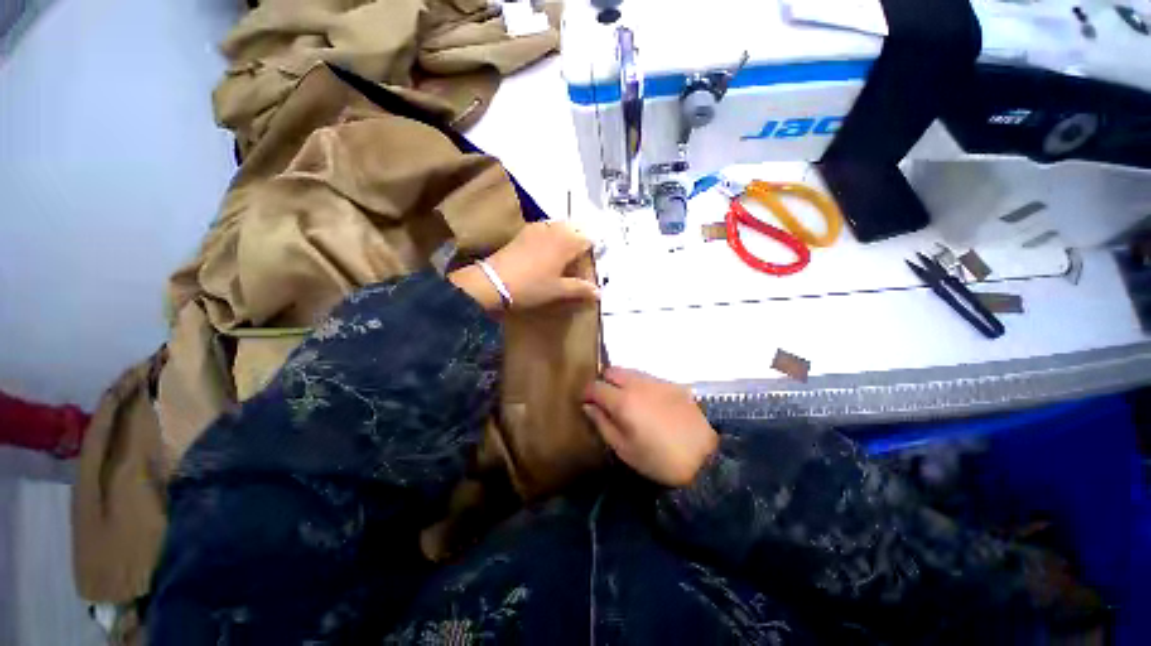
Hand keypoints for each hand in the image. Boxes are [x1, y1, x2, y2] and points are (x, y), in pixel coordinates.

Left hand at [449, 221, 597, 311]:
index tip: (587, 269)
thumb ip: (580, 289)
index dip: (591, 254)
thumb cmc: (531, 287)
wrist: (494, 282)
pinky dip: (551, 237)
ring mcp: (538, 227)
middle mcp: (555, 229)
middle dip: (579, 243)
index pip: (588, 240)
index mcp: (567, 242)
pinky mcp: (524, 231)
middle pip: (575, 229)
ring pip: (560, 227)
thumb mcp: (558, 290)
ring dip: (566, 238)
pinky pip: (545, 228)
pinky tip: (545, 253)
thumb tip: (598, 292)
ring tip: (563, 258)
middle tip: (577, 262)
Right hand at [583, 367, 718, 486]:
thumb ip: (602, 423)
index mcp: (623, 401)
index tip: (586, 404)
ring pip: (629, 371)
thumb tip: (588, 406)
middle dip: (603, 382)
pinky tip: (647, 403)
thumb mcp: (623, 449)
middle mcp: (638, 384)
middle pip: (611, 370)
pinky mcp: (672, 384)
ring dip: (621, 382)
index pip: (595, 386)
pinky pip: (647, 377)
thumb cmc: (658, 459)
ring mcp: (657, 381)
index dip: (586, 393)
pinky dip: (639, 384)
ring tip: (626, 402)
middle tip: (606, 401)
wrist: (703, 459)